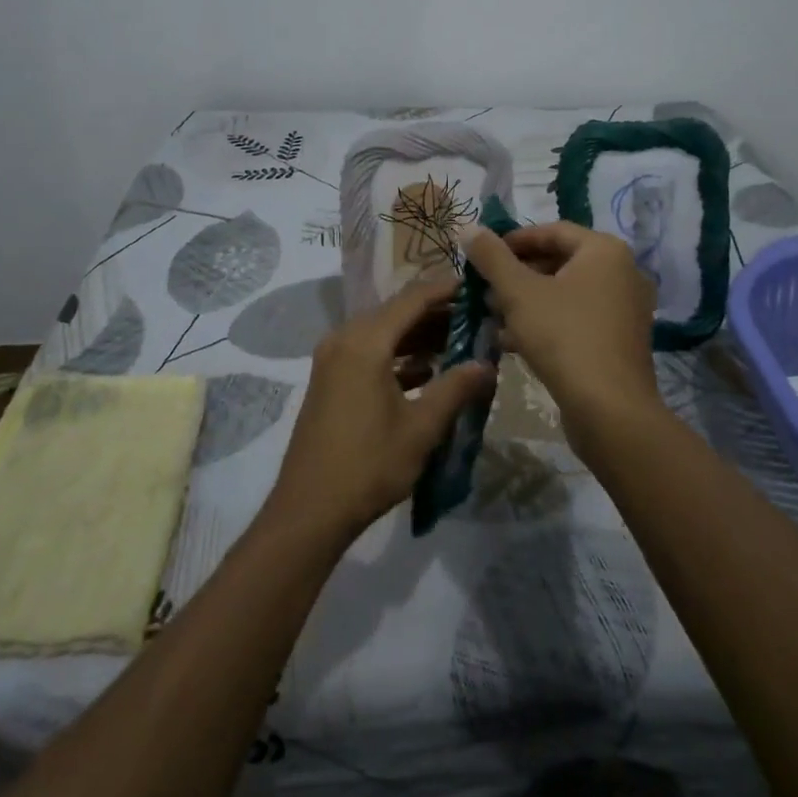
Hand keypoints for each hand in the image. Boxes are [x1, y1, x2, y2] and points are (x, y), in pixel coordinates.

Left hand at [263, 275, 496, 545]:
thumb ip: (456, 388)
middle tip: (476, 316)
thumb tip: (487, 363)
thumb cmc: (369, 465)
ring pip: (383, 333)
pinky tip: (428, 370)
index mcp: (365, 342)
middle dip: (436, 313)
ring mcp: (333, 359)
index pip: (412, 299)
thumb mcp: (421, 427)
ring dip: (418, 336)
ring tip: (459, 341)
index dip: (446, 290)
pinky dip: (398, 356)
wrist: (310, 510)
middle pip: (396, 313)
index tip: (477, 286)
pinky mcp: (330, 380)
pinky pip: (369, 352)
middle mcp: (344, 339)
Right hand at [460, 222, 661, 461]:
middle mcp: (622, 272)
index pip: (552, 231)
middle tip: (484, 289)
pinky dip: (546, 322)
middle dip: (517, 275)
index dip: (513, 241)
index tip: (482, 256)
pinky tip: (511, 341)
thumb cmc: (563, 337)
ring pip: (566, 293)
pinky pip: (577, 318)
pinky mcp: (619, 340)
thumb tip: (467, 226)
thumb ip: (491, 257)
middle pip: (559, 261)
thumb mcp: (518, 292)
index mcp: (604, 251)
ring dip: (527, 301)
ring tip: (492, 315)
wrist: (609, 410)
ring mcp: (624, 308)